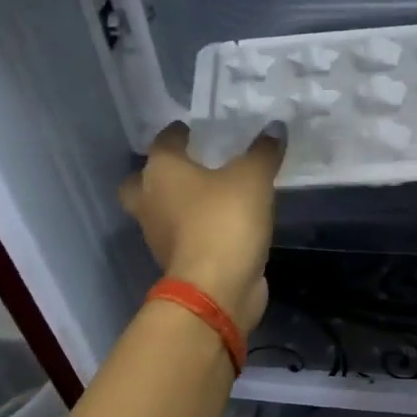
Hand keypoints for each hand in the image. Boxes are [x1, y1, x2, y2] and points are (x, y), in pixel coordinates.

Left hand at [119, 124, 284, 331]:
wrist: (216, 289)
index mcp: (160, 172)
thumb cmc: (225, 221)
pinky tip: (219, 226)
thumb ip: (263, 152)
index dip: (177, 133)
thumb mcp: (253, 179)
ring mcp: (159, 237)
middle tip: (185, 170)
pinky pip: (182, 238)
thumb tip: (275, 127)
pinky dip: (195, 231)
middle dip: (158, 176)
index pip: (163, 142)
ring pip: (160, 213)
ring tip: (208, 198)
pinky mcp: (176, 263)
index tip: (190, 129)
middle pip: (141, 183)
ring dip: (176, 206)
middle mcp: (150, 201)